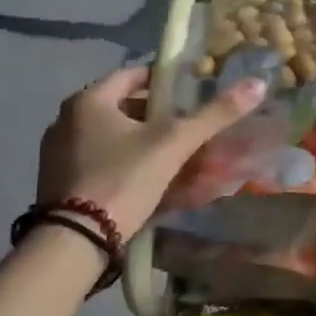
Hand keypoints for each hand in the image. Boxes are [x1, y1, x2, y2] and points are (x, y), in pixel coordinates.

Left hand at [36, 67, 266, 241]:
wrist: (77, 240)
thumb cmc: (124, 179)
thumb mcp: (174, 143)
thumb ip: (215, 114)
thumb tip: (257, 84)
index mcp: (88, 101)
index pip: (133, 75)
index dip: (166, 81)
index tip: (192, 94)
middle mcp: (66, 120)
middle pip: (123, 107)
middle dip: (158, 116)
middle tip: (189, 128)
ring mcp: (58, 153)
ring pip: (112, 136)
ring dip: (142, 141)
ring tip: (175, 156)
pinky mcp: (59, 182)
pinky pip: (100, 160)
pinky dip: (124, 163)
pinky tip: (148, 180)